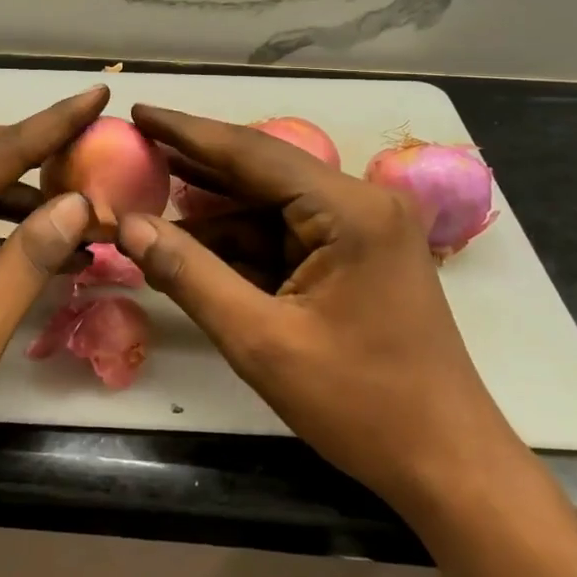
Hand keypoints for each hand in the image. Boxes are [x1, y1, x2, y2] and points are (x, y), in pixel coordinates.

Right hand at [115, 105, 521, 507]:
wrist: (448, 465)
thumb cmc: (362, 405)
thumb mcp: (261, 342)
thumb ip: (190, 275)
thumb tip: (128, 226)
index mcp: (349, 210)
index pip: (252, 153)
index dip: (187, 132)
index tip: (139, 111)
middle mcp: (359, 203)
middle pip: (261, 173)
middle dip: (196, 168)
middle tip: (135, 150)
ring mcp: (361, 229)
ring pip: (269, 207)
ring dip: (213, 213)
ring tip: (148, 200)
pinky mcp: (356, 256)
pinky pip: (285, 236)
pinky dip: (240, 243)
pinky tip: (193, 247)